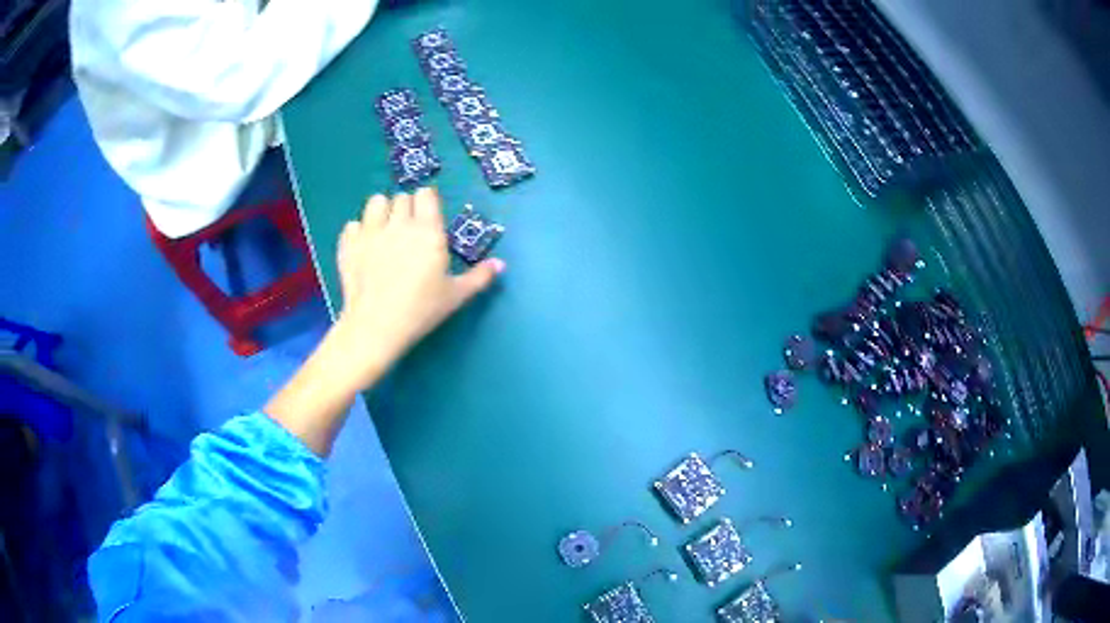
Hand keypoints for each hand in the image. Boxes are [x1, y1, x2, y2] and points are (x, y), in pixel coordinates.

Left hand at [265, 188, 502, 455]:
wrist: (375, 327)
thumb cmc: (420, 310)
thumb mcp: (455, 296)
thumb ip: (479, 277)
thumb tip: (501, 264)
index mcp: (428, 231)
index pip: (426, 195)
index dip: (428, 201)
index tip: (429, 216)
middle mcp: (399, 223)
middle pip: (402, 197)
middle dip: (407, 207)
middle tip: (409, 230)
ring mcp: (370, 231)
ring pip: (376, 202)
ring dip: (382, 211)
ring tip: (385, 230)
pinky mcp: (349, 244)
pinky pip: (353, 224)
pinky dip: (359, 231)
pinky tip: (364, 246)